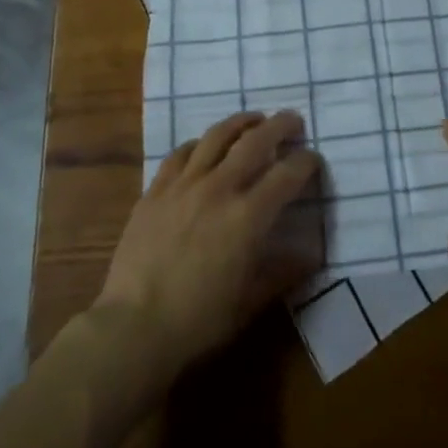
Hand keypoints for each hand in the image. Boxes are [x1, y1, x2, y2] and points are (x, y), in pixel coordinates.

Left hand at [93, 110, 322, 386]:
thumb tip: (311, 255)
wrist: (133, 327)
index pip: (287, 175)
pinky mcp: (156, 189)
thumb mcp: (249, 302)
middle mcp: (219, 188)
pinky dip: (199, 143)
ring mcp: (185, 184)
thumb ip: (282, 272)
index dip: (306, 162)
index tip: (313, 159)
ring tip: (254, 119)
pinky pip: (181, 153)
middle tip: (293, 120)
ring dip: (241, 122)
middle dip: (280, 126)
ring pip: (217, 136)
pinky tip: (205, 146)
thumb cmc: (198, 321)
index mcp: (248, 217)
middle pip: (255, 141)